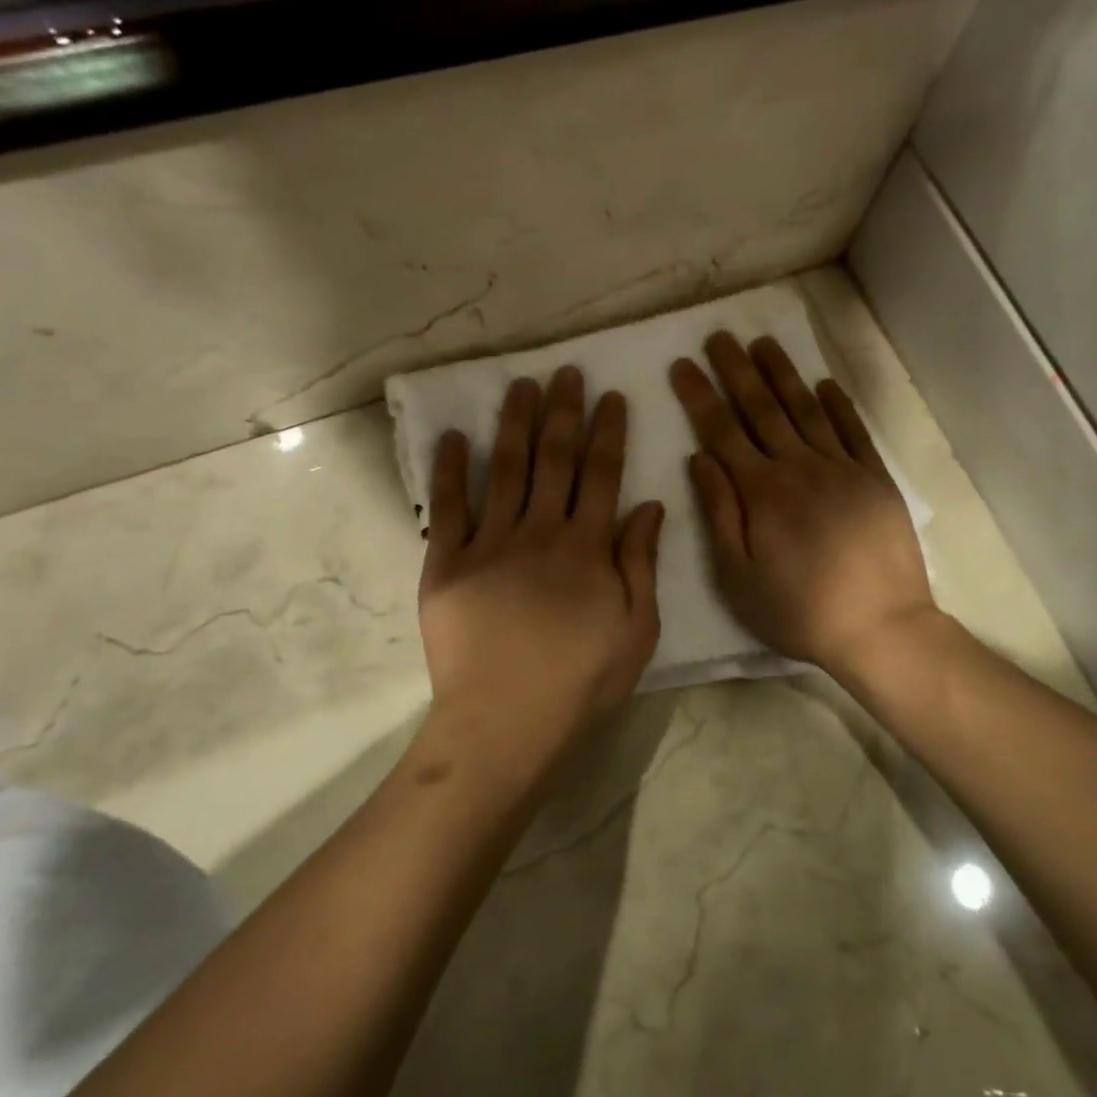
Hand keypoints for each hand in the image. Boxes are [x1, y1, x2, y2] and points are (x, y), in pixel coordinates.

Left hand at [419, 368, 664, 785]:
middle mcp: (540, 532)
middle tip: (564, 373)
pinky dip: (451, 470)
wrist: (505, 724)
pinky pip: (449, 508)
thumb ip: (640, 563)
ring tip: (519, 385)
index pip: (601, 474)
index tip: (610, 395)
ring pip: (505, 470)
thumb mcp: (637, 629)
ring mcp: (489, 544)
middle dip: (561, 412)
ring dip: (514, 424)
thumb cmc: (581, 682)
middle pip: (554, 459)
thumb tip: (648, 504)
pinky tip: (454, 437)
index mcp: (587, 547)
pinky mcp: (447, 564)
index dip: (607, 432)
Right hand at [669, 333, 936, 674]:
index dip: (700, 395)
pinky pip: (853, 430)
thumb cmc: (798, 611)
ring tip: (762, 343)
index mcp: (762, 492)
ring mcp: (842, 468)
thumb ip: (719, 513)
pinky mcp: (875, 478)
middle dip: (736, 370)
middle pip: (762, 408)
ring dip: (782, 373)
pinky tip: (824, 383)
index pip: (722, 431)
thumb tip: (700, 459)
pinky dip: (838, 404)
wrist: (881, 626)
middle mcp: (800, 467)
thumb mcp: (738, 577)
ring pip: (806, 409)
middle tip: (719, 336)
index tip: (682, 364)